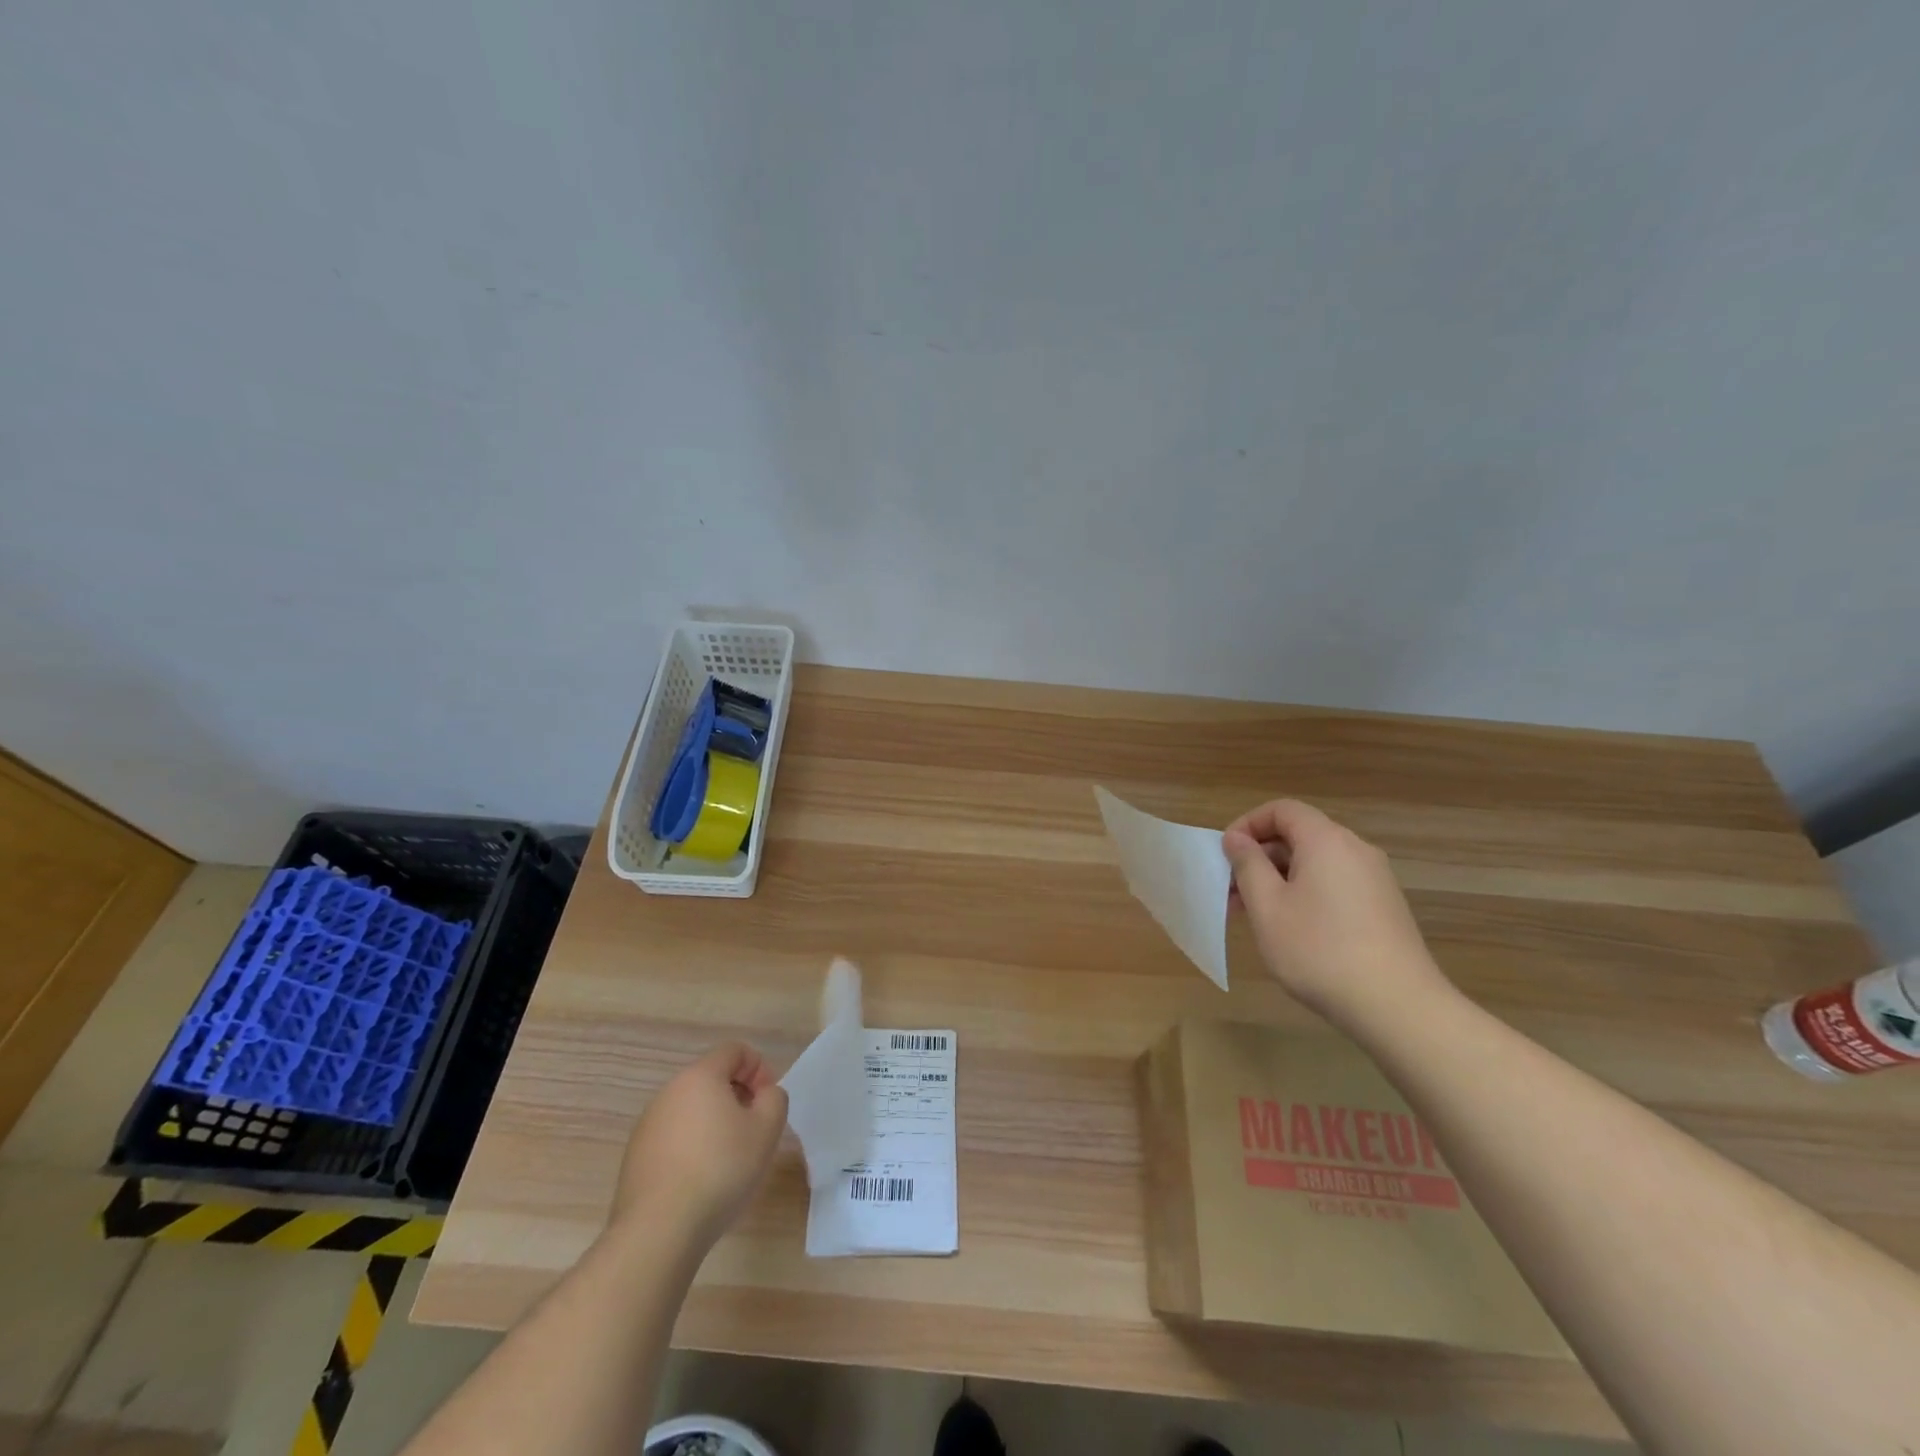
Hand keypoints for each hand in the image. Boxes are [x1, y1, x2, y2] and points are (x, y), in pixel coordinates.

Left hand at [608, 1042, 788, 1252]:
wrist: (658, 1231)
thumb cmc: (720, 1169)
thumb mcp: (767, 1129)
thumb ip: (775, 1099)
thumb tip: (763, 1094)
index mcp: (700, 1076)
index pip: (734, 1051)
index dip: (758, 1068)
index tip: (767, 1102)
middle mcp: (669, 1092)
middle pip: (711, 1079)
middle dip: (737, 1096)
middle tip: (753, 1130)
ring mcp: (647, 1125)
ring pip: (691, 1109)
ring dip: (714, 1123)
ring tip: (729, 1159)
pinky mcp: (635, 1157)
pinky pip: (673, 1137)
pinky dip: (692, 1147)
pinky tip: (701, 1180)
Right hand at [1222, 799, 1452, 1030]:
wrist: (1397, 1006)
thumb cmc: (1319, 950)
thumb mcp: (1268, 907)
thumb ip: (1248, 865)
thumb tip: (1236, 839)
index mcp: (1326, 841)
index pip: (1282, 810)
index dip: (1248, 825)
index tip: (1226, 856)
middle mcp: (1355, 850)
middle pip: (1299, 835)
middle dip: (1260, 857)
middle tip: (1232, 892)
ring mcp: (1375, 879)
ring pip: (1316, 863)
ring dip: (1280, 879)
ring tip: (1257, 916)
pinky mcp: (1384, 907)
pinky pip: (1335, 883)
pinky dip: (1306, 893)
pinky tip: (1293, 930)